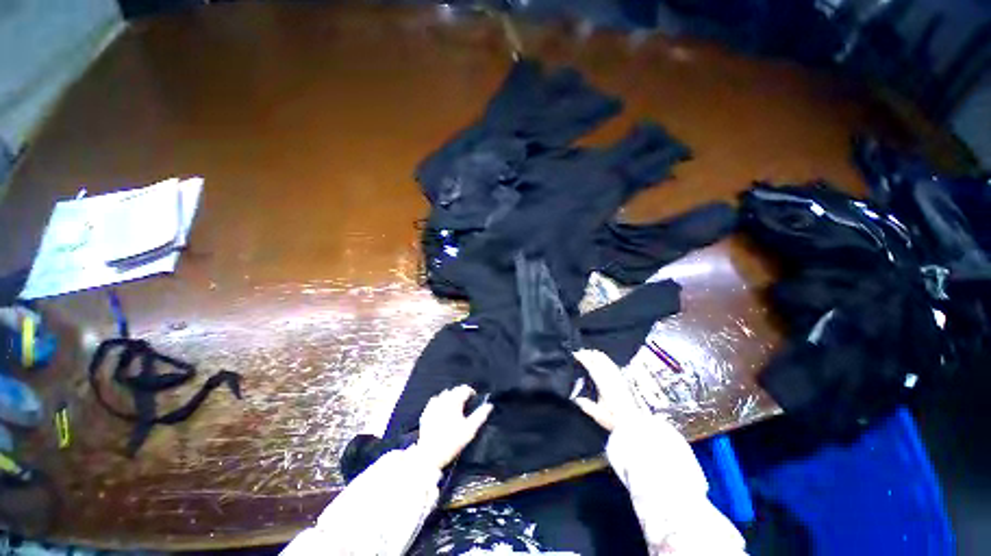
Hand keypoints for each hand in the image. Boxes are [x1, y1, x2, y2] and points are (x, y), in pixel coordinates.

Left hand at [413, 385, 492, 469]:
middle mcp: (443, 400)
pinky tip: (442, 409)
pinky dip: (440, 401)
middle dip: (461, 393)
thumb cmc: (452, 442)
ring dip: (451, 396)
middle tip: (466, 404)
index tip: (474, 399)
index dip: (471, 392)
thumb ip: (480, 415)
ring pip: (444, 394)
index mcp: (454, 402)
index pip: (465, 389)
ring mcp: (433, 406)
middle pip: (454, 390)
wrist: (430, 455)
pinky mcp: (426, 412)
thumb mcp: (470, 430)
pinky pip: (434, 400)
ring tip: (455, 405)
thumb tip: (489, 405)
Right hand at [573, 349, 642, 431]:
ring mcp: (619, 378)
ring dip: (597, 355)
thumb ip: (587, 406)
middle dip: (589, 354)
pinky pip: (612, 365)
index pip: (592, 367)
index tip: (576, 354)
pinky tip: (603, 361)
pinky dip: (605, 359)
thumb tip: (576, 398)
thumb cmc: (616, 421)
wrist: (635, 424)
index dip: (583, 359)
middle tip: (580, 352)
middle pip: (600, 360)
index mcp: (605, 385)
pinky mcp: (623, 380)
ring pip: (607, 361)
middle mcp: (612, 379)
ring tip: (589, 353)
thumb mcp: (599, 416)